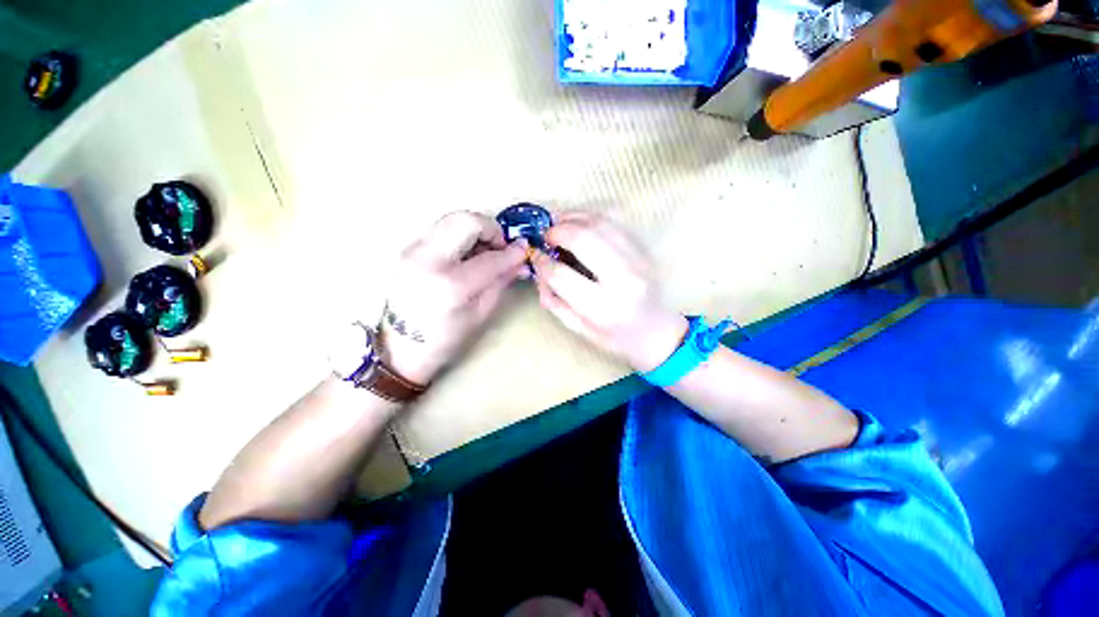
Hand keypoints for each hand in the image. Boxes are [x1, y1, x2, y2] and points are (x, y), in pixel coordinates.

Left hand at [382, 211, 527, 383]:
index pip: (490, 258)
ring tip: (484, 252)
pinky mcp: (408, 250)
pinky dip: (460, 236)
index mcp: (450, 286)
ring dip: (475, 231)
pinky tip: (466, 256)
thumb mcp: (481, 313)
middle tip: (499, 247)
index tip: (523, 251)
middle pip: (465, 220)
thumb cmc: (446, 338)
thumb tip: (520, 260)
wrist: (401, 347)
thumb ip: (501, 281)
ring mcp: (413, 252)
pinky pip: (440, 231)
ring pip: (451, 220)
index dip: (511, 253)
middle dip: (490, 229)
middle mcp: (428, 260)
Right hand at [531, 212, 686, 372]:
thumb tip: (539, 272)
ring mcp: (637, 260)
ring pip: (599, 224)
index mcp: (602, 307)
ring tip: (558, 222)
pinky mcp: (643, 249)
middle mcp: (622, 280)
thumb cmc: (615, 336)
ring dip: (573, 218)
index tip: (535, 256)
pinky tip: (578, 221)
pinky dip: (591, 217)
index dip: (542, 263)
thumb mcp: (579, 328)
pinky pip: (614, 223)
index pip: (561, 275)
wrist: (655, 331)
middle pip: (582, 240)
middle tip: (546, 235)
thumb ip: (554, 301)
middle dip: (557, 232)